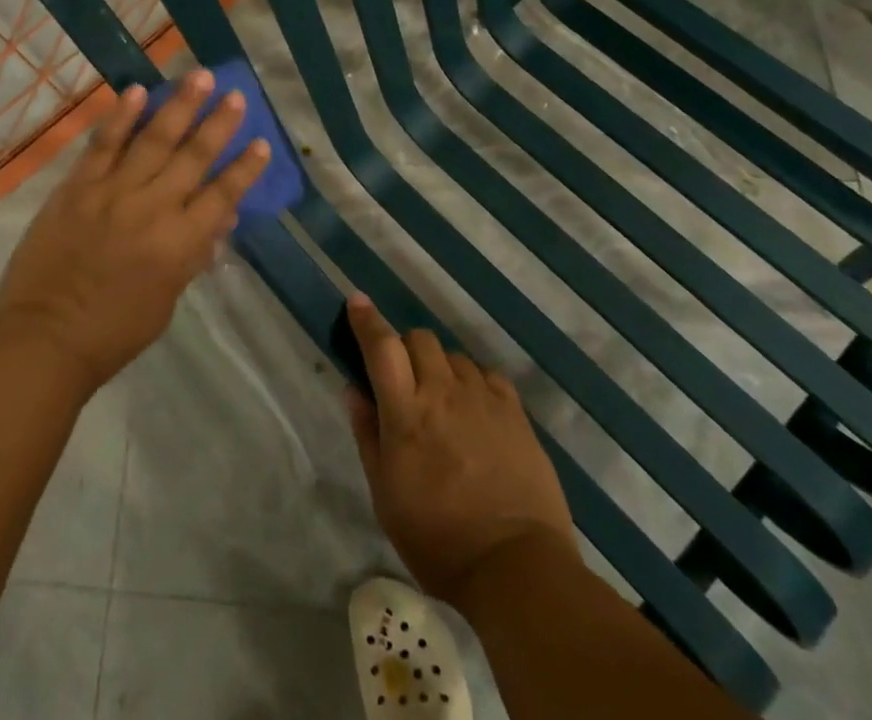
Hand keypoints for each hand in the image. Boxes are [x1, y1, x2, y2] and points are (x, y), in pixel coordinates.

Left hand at [0, 70, 271, 392]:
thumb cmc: (114, 330)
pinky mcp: (78, 186)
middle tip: (235, 94)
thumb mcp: (168, 299)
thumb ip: (194, 255)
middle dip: (218, 123)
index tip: (262, 142)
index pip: (223, 196)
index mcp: (179, 244)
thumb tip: (221, 218)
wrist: (44, 337)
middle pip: (193, 157)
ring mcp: (113, 192)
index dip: (245, 169)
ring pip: (153, 139)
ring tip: (199, 76)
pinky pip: (103, 144)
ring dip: (179, 105)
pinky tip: (136, 90)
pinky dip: (120, 116)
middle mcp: (153, 209)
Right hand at [344, 295, 577, 604]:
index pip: (382, 347)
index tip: (358, 302)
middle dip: (406, 348)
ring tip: (443, 401)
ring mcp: (483, 399)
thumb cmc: (437, 539)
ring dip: (440, 367)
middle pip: (420, 339)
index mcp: (406, 412)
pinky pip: (488, 375)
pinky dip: (474, 382)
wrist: (516, 568)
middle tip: (404, 379)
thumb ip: (368, 434)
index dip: (367, 320)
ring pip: (454, 355)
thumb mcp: (385, 495)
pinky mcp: (515, 413)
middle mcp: (443, 392)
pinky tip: (475, 409)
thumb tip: (354, 389)